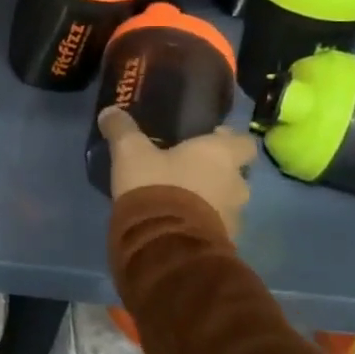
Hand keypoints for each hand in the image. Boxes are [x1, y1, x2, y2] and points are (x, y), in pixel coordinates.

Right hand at [96, 108, 256, 238]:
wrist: (165, 243)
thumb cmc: (156, 185)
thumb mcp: (130, 152)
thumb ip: (122, 129)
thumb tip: (110, 111)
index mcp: (221, 154)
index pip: (244, 142)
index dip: (228, 140)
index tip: (207, 140)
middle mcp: (236, 182)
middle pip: (235, 173)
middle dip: (215, 173)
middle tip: (185, 171)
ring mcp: (234, 215)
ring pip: (226, 201)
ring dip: (209, 200)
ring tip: (180, 201)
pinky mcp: (225, 242)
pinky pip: (216, 227)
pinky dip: (202, 224)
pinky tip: (178, 224)